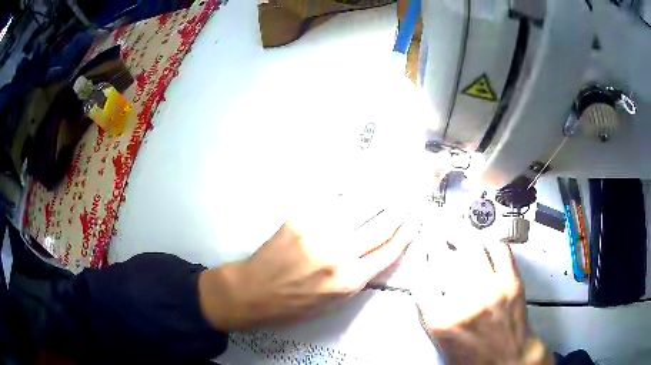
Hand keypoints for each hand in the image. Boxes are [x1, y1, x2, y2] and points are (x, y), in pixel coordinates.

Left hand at [199, 201, 415, 330]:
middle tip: (412, 194)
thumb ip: (360, 277)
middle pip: (381, 225)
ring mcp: (319, 232)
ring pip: (361, 205)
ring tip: (394, 182)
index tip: (417, 219)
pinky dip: (351, 187)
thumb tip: (381, 252)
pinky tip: (362, 178)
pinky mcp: (301, 217)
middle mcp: (339, 254)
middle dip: (401, 208)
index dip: (407, 232)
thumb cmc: (295, 304)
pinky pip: (332, 197)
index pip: (389, 250)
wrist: (254, 291)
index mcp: (349, 280)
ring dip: (381, 192)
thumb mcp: (335, 303)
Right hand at [410, 240, 552, 364]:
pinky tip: (483, 238)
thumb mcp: (441, 341)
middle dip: (435, 240)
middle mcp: (465, 302)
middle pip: (444, 258)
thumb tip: (427, 281)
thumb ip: (431, 311)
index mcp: (441, 321)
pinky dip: (489, 239)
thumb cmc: (474, 356)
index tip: (418, 248)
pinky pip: (499, 248)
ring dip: (460, 233)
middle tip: (434, 231)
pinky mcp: (511, 281)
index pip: (421, 279)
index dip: (418, 258)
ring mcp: (491, 289)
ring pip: (471, 247)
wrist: (509, 359)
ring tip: (455, 228)